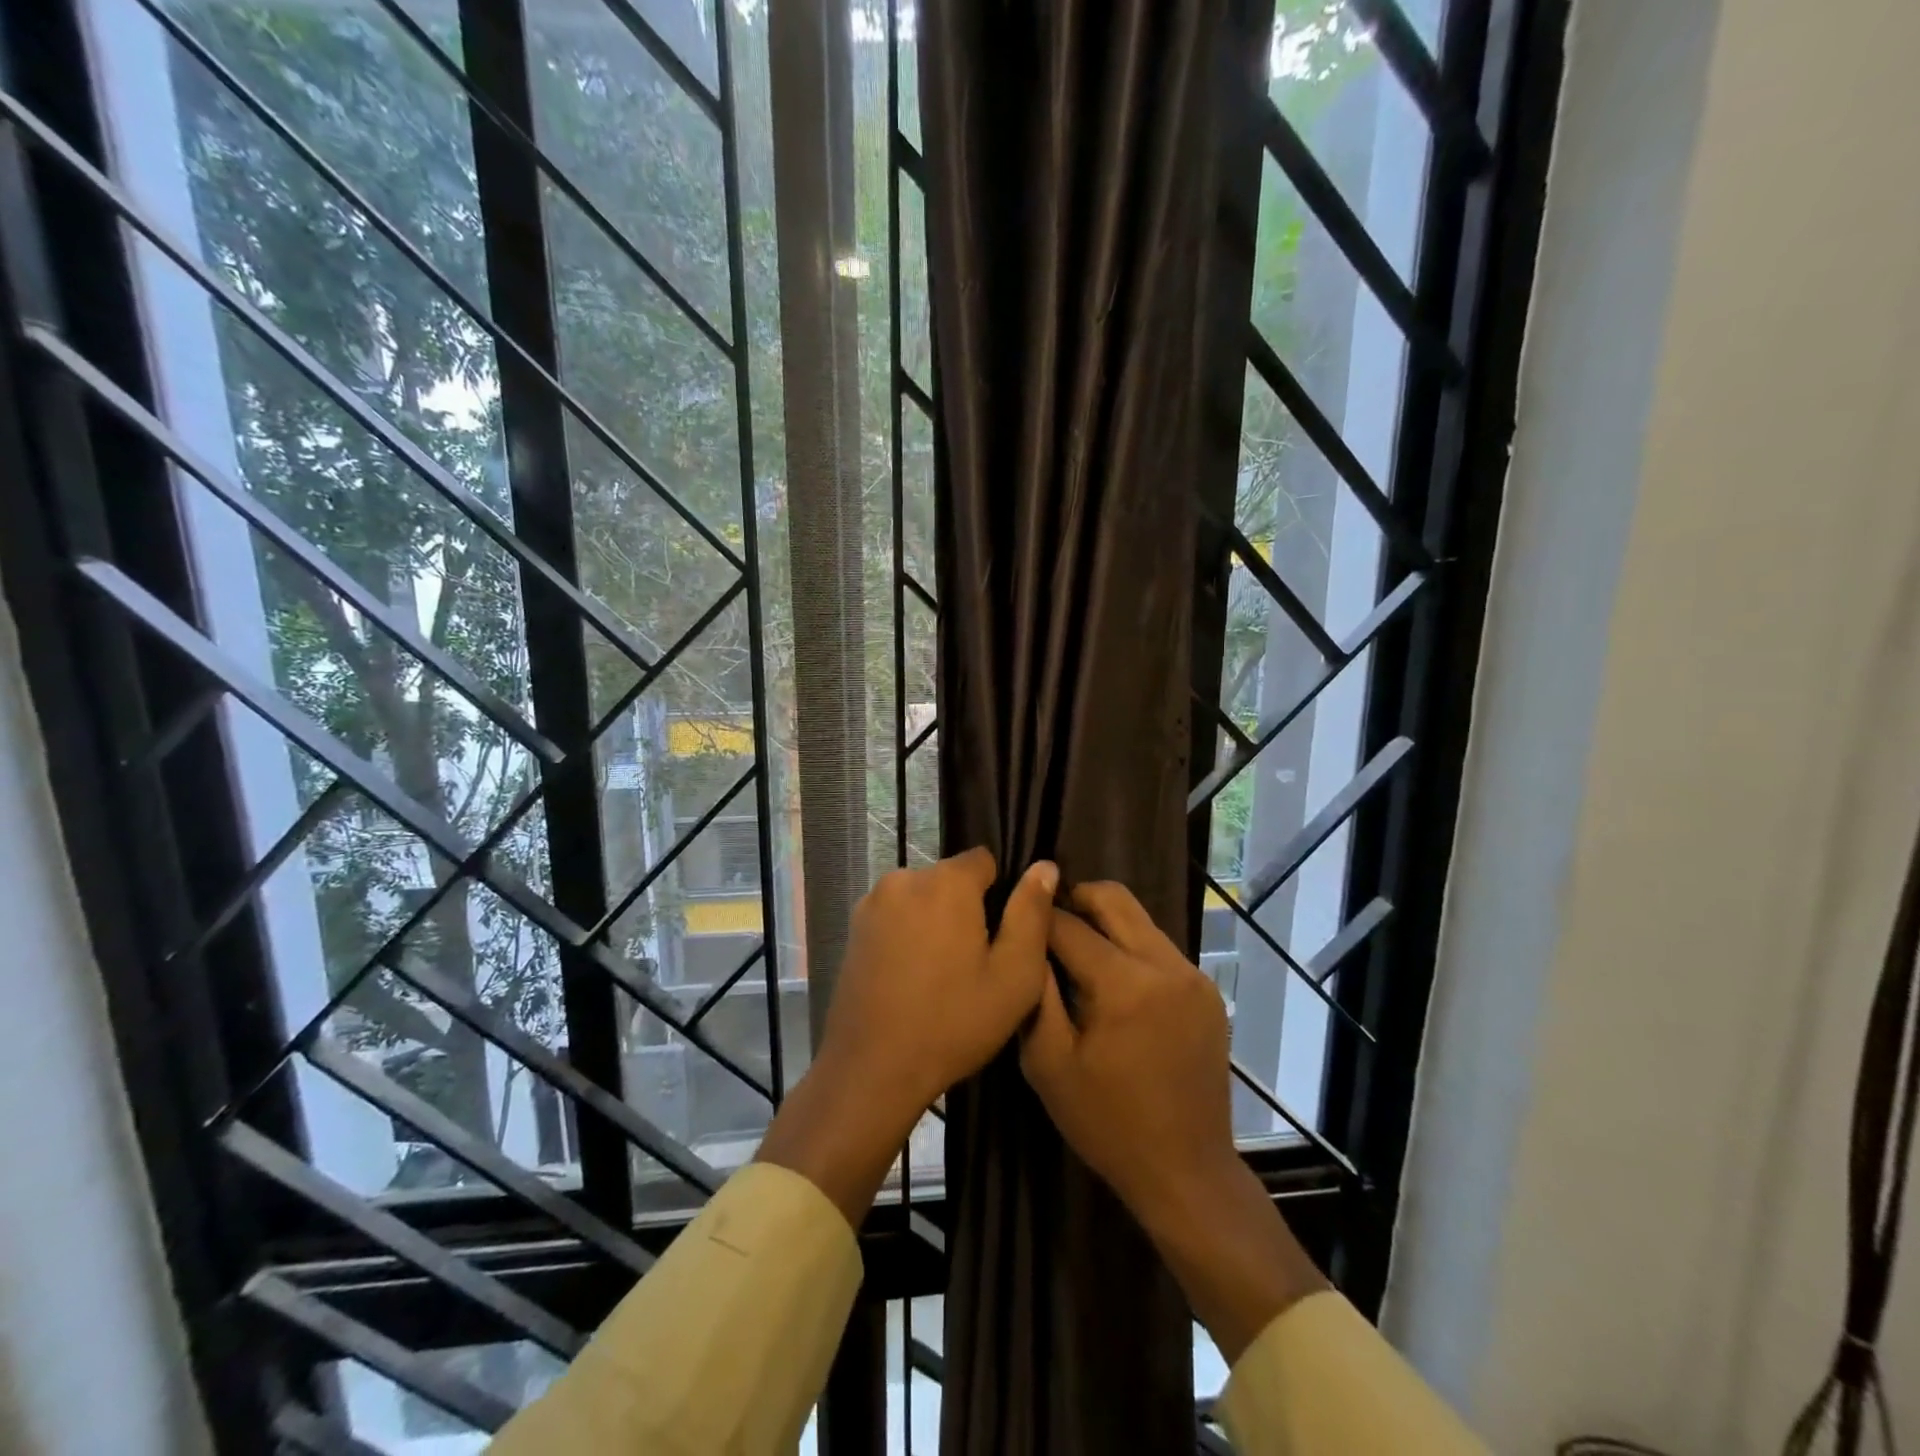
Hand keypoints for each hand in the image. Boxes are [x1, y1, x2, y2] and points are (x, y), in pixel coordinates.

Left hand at [758, 848, 1056, 1226]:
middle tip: (975, 964)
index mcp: (946, 882)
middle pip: (951, 880)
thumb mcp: (1014, 974)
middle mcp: (904, 878)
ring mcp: (872, 902)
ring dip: (936, 923)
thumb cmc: (953, 1022)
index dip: (1001, 894)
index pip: (985, 861)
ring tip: (943, 976)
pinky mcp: (853, 928)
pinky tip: (913, 979)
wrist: (872, 1069)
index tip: (1002, 936)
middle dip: (967, 909)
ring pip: (922, 899)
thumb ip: (1032, 913)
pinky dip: (909, 936)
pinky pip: (896, 917)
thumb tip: (1045, 866)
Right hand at [1019, 881, 1236, 1218]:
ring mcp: (1193, 976)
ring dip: (1105, 924)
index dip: (1036, 916)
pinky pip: (1159, 948)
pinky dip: (1130, 948)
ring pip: (1140, 920)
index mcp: (1125, 984)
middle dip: (1075, 898)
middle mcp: (1165, 966)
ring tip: (1075, 952)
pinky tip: (1113, 981)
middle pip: (1114, 898)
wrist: (1186, 1172)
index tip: (1015, 914)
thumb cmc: (1107, 1123)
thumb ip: (1034, 993)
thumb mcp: (1048, 1063)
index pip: (1069, 925)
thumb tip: (1026, 939)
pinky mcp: (1207, 991)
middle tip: (1047, 919)